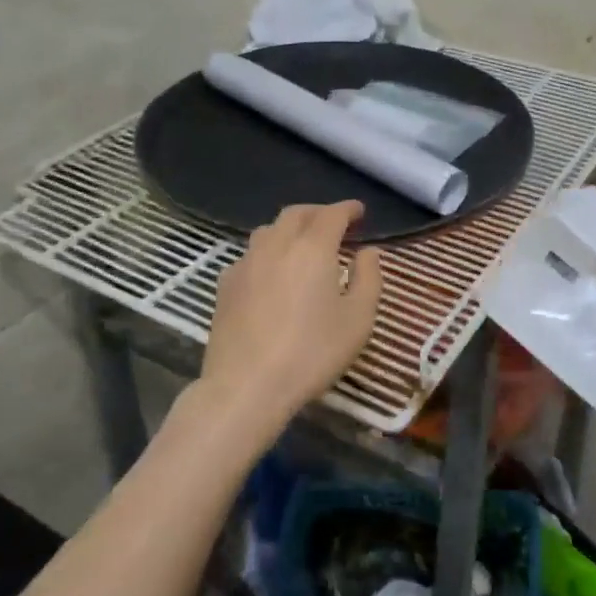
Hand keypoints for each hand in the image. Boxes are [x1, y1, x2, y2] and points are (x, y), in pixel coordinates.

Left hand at [192, 201, 382, 450]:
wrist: (246, 386)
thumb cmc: (312, 352)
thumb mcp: (358, 320)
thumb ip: (369, 278)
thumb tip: (368, 251)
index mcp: (313, 248)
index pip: (332, 214)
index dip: (348, 209)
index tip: (360, 212)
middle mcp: (277, 245)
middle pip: (296, 214)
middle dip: (318, 213)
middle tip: (334, 225)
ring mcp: (246, 263)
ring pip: (269, 230)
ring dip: (290, 229)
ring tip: (302, 245)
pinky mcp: (226, 285)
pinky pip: (250, 254)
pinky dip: (268, 252)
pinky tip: (272, 273)